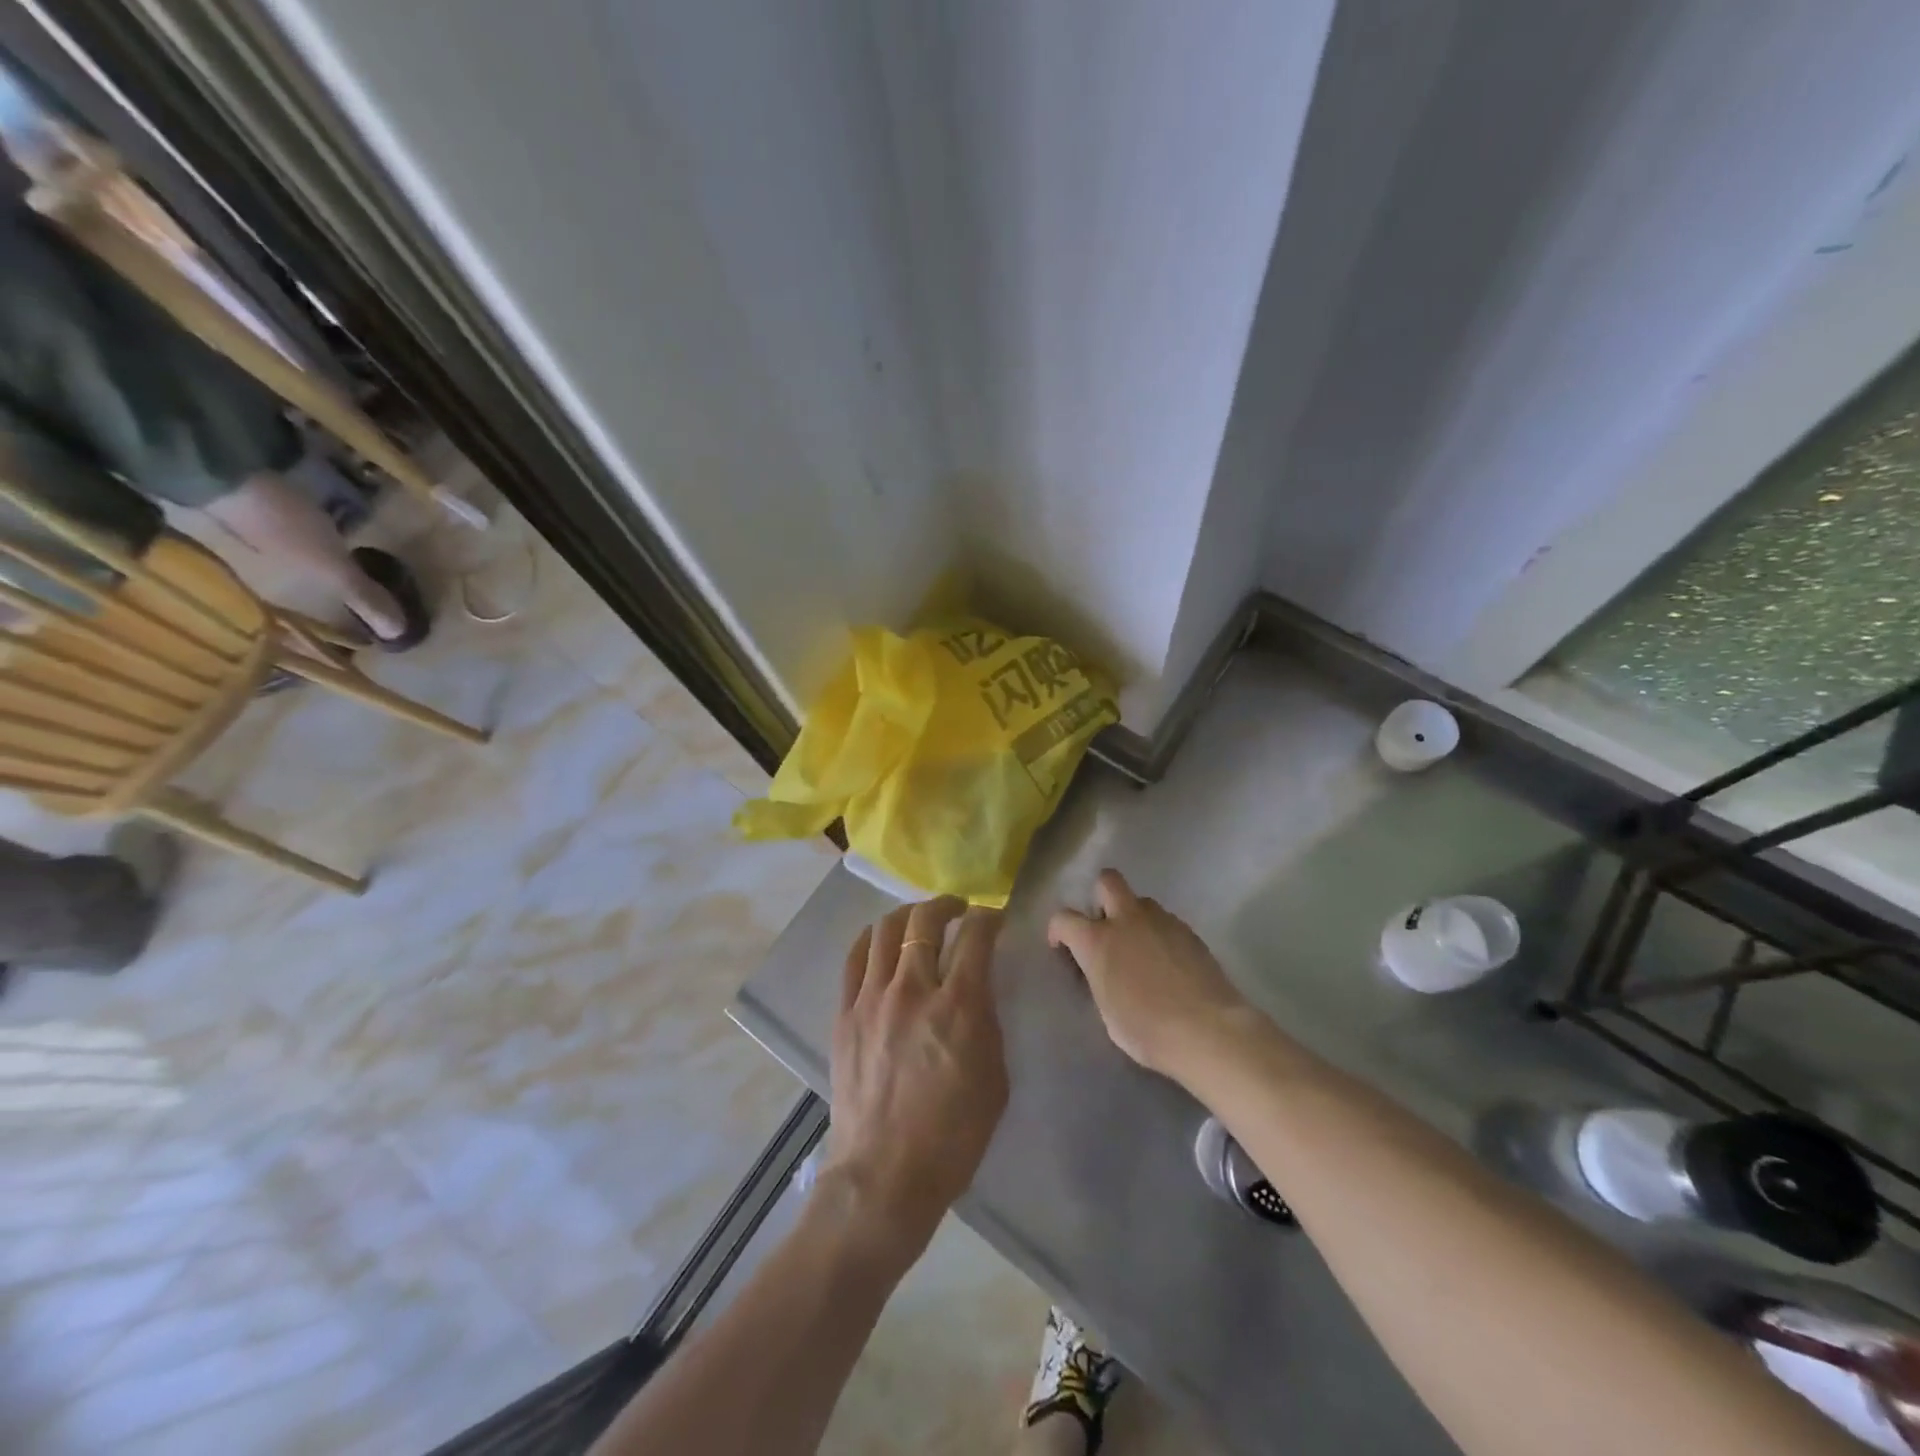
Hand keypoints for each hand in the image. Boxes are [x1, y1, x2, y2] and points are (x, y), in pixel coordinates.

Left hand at [821, 897, 1007, 1263]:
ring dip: (907, 915)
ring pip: (885, 931)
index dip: (988, 917)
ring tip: (919, 920)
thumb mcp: (994, 1077)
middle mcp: (912, 989)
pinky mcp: (844, 1014)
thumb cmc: (953, 1136)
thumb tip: (976, 990)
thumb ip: (986, 1021)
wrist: (884, 1175)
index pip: (975, 936)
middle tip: (957, 909)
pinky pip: (855, 959)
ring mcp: (872, 999)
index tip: (993, 918)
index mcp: (958, 1006)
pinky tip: (882, 942)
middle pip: (924, 922)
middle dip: (945, 905)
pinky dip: (872, 940)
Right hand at [1048, 869, 1252, 1078]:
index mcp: (1097, 941)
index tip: (1062, 946)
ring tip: (1140, 948)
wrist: (1207, 1030)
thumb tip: (1105, 970)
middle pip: (1107, 881)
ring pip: (1141, 901)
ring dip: (1133, 916)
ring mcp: (1161, 921)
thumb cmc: (1147, 1030)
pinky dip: (1159, 933)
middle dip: (1100, 896)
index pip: (1064, 918)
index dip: (1058, 930)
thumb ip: (1100, 978)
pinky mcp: (1189, 930)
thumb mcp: (1107, 1010)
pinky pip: (1165, 921)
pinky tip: (1168, 962)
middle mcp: (1126, 919)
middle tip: (1105, 927)